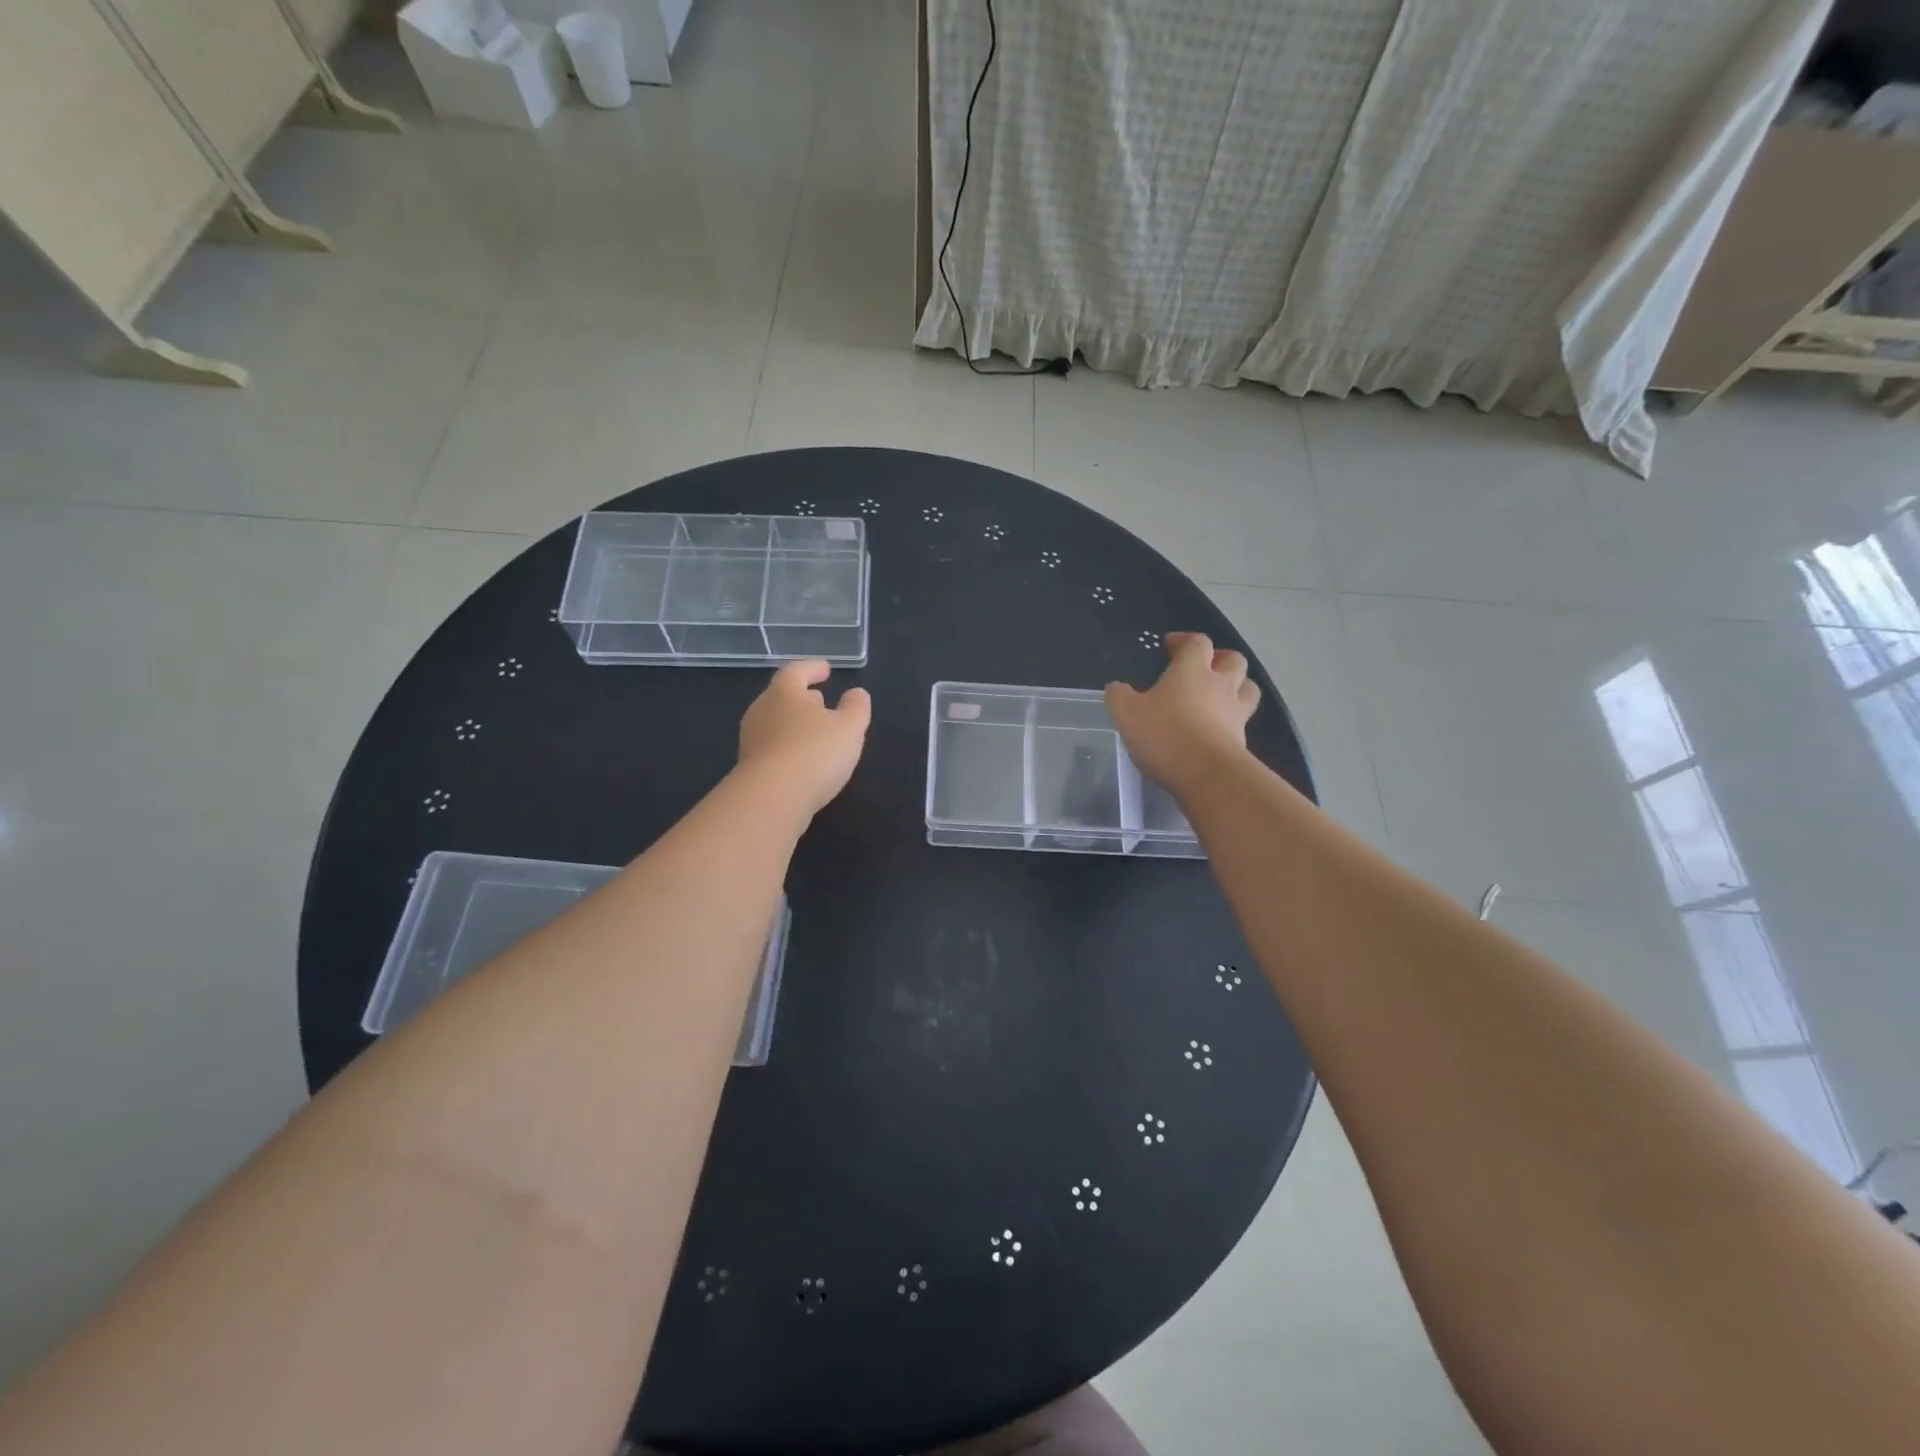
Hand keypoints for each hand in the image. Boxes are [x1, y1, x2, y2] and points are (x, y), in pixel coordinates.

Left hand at [737, 660, 871, 815]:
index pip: (796, 671)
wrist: (772, 798)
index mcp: (784, 692)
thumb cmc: (815, 752)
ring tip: (815, 732)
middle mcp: (762, 711)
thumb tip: (856, 693)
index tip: (826, 669)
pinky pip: (772, 748)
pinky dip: (789, 747)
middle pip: (781, 696)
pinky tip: (803, 760)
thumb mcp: (849, 727)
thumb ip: (856, 707)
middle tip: (820, 700)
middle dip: (801, 697)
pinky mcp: (749, 768)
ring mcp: (752, 740)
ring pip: (775, 723)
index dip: (812, 668)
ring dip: (794, 724)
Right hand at [1106, 632, 1258, 795]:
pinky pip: (1243, 721)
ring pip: (1248, 688)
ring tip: (1220, 695)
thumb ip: (1119, 696)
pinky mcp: (1243, 741)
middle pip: (1233, 659)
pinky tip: (1217, 730)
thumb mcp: (1127, 714)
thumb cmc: (1165, 734)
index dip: (1185, 640)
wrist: (1207, 775)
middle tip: (1204, 667)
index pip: (1197, 642)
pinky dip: (1233, 720)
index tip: (1171, 646)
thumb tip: (1117, 688)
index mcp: (1192, 670)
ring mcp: (1236, 713)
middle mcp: (1220, 685)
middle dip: (1220, 658)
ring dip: (1237, 685)